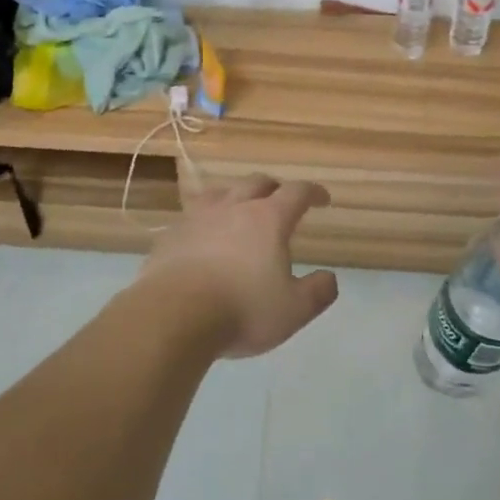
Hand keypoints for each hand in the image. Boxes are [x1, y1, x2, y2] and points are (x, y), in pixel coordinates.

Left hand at [139, 175, 339, 357]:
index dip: (313, 192)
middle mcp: (233, 208)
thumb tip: (329, 278)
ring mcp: (197, 218)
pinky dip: (205, 220)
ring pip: (220, 192)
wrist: (173, 315)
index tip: (322, 199)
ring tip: (239, 207)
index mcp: (268, 219)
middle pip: (256, 183)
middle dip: (274, 188)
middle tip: (281, 200)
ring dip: (236, 195)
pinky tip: (203, 236)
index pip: (296, 193)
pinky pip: (192, 216)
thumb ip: (318, 291)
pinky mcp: (170, 235)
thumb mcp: (294, 309)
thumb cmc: (242, 310)